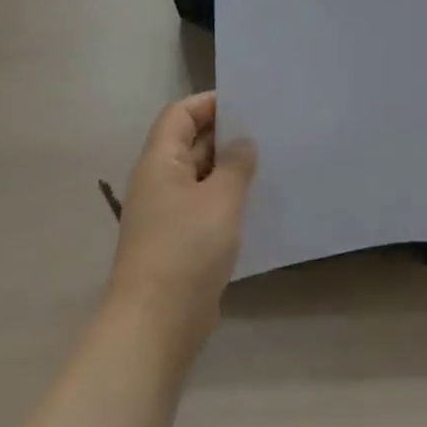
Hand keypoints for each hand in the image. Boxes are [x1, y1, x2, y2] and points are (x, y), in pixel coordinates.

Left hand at [105, 92, 255, 347]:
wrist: (157, 323)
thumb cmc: (186, 248)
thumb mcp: (221, 198)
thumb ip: (236, 164)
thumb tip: (243, 143)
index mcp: (159, 162)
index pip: (180, 114)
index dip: (210, 103)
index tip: (247, 103)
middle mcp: (158, 182)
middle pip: (189, 143)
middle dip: (225, 135)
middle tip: (268, 130)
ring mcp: (166, 214)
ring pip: (199, 177)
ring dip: (229, 169)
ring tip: (269, 162)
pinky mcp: (178, 243)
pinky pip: (204, 207)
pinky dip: (227, 200)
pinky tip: (256, 204)